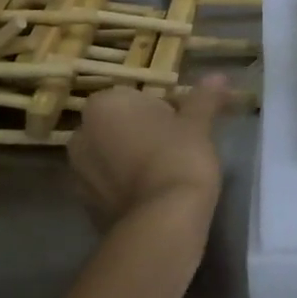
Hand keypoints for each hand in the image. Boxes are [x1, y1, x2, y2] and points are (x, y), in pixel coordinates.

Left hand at [67, 76, 231, 232]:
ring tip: (167, 174)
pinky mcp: (84, 207)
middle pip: (120, 126)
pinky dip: (127, 187)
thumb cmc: (179, 157)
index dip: (163, 110)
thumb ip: (204, 98)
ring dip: (133, 160)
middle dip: (143, 133)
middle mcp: (81, 135)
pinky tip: (153, 196)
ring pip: (112, 157)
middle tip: (177, 147)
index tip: (183, 125)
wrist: (163, 221)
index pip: (135, 97)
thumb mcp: (197, 123)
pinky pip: (110, 186)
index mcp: (103, 105)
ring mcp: (78, 174)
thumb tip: (218, 76)